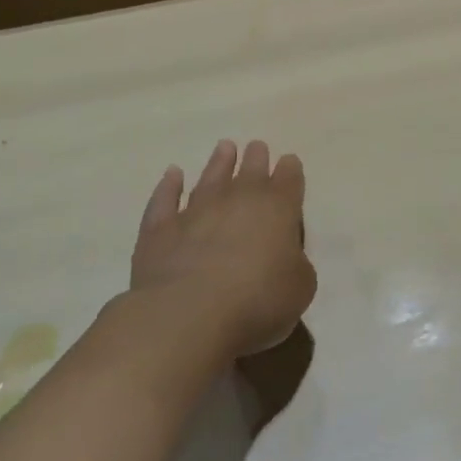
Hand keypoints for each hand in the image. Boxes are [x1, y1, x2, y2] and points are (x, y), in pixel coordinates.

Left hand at [128, 139, 317, 359]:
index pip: (289, 179)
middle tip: (257, 147)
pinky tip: (172, 174)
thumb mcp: (300, 287)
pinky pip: (165, 199)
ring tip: (224, 147)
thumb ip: (296, 265)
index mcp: (279, 209)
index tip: (289, 162)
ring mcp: (196, 211)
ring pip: (211, 177)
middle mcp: (238, 200)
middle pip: (251, 170)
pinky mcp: (160, 229)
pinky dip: (169, 186)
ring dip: (219, 162)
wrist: (188, 314)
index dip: (290, 170)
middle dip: (256, 158)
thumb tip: (285, 258)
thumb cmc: (257, 301)